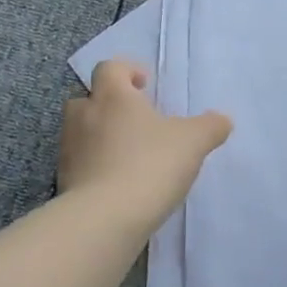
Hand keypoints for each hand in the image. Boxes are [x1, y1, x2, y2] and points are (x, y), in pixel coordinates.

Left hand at [60, 59, 232, 231]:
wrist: (105, 218)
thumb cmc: (150, 164)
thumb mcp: (193, 142)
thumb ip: (210, 126)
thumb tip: (222, 120)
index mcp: (113, 96)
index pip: (111, 68)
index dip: (128, 71)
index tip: (146, 85)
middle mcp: (84, 116)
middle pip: (89, 98)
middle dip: (110, 105)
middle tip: (136, 121)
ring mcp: (69, 150)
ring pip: (82, 132)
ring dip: (101, 137)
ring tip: (130, 156)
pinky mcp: (64, 181)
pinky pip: (81, 164)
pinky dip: (96, 168)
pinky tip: (119, 185)